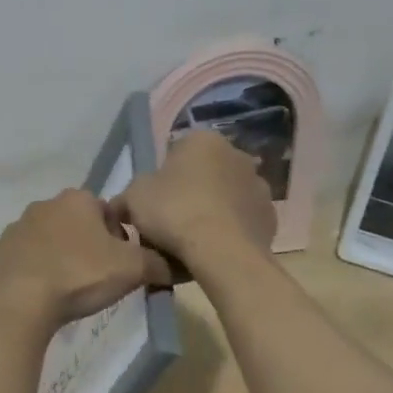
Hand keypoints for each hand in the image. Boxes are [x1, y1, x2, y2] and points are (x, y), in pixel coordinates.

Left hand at [0, 189, 173, 329]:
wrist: (18, 302)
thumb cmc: (79, 276)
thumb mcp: (133, 269)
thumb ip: (158, 263)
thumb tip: (173, 266)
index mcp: (77, 199)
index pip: (108, 212)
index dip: (119, 239)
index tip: (120, 265)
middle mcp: (45, 205)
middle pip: (78, 224)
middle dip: (89, 247)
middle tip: (97, 278)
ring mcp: (17, 227)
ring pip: (50, 240)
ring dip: (61, 258)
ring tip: (69, 289)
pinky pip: (26, 259)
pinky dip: (36, 272)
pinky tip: (43, 295)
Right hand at [114, 130, 276, 266]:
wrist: (222, 253)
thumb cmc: (174, 212)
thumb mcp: (133, 199)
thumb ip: (126, 197)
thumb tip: (121, 206)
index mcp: (203, 140)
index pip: (176, 152)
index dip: (161, 179)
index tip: (153, 202)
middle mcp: (237, 154)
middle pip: (204, 173)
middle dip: (190, 192)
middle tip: (170, 222)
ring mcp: (259, 186)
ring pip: (224, 197)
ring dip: (211, 210)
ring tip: (192, 241)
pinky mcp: (271, 217)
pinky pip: (240, 221)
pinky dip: (229, 230)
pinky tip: (213, 250)